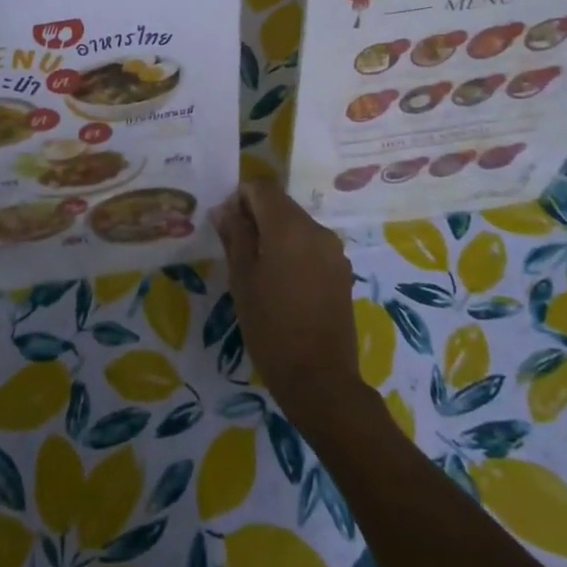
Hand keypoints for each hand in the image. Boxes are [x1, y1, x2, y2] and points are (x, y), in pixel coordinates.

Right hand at [212, 178, 370, 431]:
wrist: (320, 380)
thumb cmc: (271, 327)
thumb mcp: (242, 280)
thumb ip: (234, 236)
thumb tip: (224, 209)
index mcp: (289, 226)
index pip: (262, 187)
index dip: (239, 197)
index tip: (226, 224)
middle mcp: (316, 230)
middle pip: (281, 204)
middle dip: (256, 215)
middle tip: (236, 248)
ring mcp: (334, 251)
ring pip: (297, 225)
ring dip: (275, 234)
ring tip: (257, 269)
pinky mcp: (342, 272)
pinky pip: (311, 246)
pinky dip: (293, 251)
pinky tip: (282, 283)